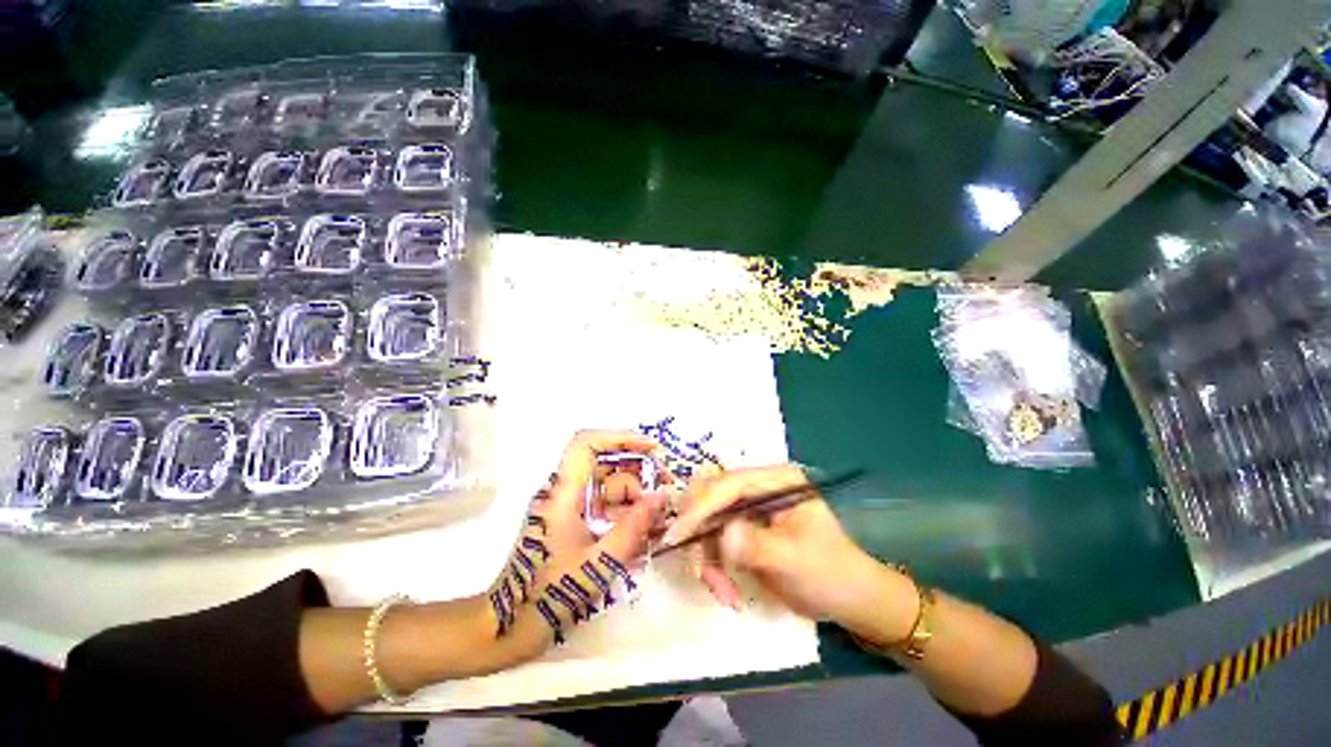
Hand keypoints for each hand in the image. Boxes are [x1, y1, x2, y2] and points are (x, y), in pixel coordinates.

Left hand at [487, 431, 667, 662]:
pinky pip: (605, 508)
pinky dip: (626, 515)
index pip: (586, 444)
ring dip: (636, 499)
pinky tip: (645, 533)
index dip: (620, 438)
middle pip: (606, 466)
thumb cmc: (549, 594)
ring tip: (661, 520)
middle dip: (639, 473)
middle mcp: (566, 493)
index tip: (650, 449)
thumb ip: (632, 527)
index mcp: (564, 493)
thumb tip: (660, 496)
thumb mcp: (598, 562)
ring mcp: (570, 508)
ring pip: (609, 488)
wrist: (511, 626)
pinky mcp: (574, 522)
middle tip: (667, 488)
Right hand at [664, 465, 916, 642]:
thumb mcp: (796, 561)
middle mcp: (758, 487)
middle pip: (711, 497)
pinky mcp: (742, 528)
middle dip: (701, 534)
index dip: (702, 507)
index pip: (731, 484)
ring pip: (707, 521)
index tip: (678, 534)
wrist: (846, 600)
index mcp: (777, 481)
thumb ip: (758, 546)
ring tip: (722, 591)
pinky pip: (712, 540)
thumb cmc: (830, 574)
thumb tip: (723, 535)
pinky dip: (713, 565)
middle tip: (700, 570)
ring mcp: (748, 508)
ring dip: (706, 556)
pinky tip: (727, 589)